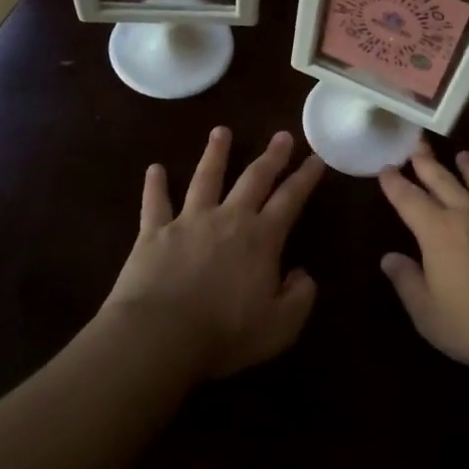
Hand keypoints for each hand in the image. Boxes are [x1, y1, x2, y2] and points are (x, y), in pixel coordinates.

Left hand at [105, 127, 325, 378]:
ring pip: (206, 178)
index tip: (316, 159)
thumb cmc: (225, 334)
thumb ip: (300, 297)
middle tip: (282, 135)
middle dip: (271, 156)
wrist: (160, 336)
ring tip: (221, 132)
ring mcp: (189, 221)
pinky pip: (155, 203)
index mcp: (262, 238)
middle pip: (254, 178)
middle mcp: (228, 219)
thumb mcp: (280, 326)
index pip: (290, 199)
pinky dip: (154, 185)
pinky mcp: (153, 233)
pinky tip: (155, 169)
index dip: (305, 178)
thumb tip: (302, 274)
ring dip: (215, 153)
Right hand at [378, 143, 468, 373]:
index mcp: (437, 232)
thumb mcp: (430, 315)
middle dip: (427, 162)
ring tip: (463, 154)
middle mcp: (468, 214)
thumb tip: (389, 258)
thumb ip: (408, 283)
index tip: (386, 168)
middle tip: (418, 144)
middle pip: (443, 180)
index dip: (395, 183)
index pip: (409, 200)